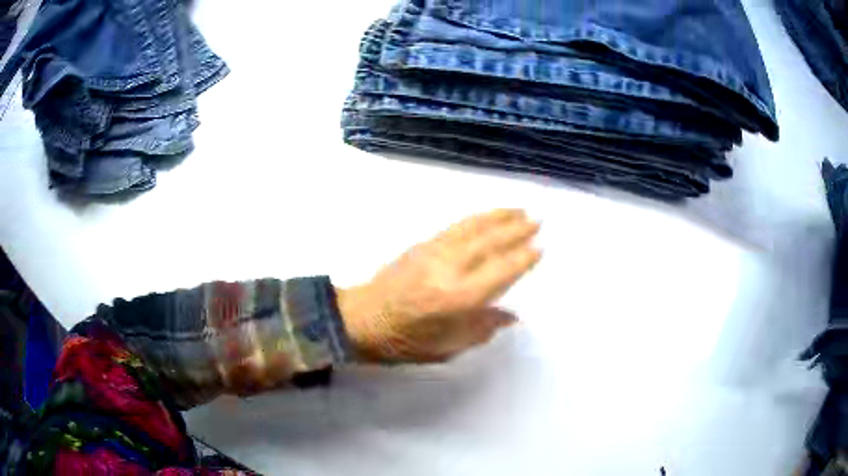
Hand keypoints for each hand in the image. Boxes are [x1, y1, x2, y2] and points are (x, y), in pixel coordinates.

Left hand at [337, 209, 540, 362]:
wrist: (359, 319)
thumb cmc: (403, 342)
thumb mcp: (446, 348)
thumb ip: (480, 329)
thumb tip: (510, 315)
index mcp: (456, 300)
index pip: (499, 273)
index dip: (521, 260)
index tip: (540, 248)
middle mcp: (448, 270)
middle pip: (489, 243)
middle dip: (516, 230)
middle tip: (538, 221)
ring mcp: (433, 253)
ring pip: (473, 228)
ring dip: (498, 217)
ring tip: (519, 210)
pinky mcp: (421, 245)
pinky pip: (455, 226)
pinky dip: (476, 218)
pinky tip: (486, 215)